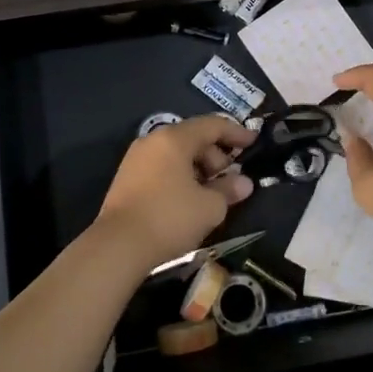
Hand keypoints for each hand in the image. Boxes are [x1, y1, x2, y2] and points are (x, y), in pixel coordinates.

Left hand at [96, 114, 255, 273]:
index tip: (254, 142)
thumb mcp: (209, 207)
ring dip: (198, 168)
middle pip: (193, 138)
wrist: (118, 246)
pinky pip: (161, 167)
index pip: (212, 125)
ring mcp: (136, 158)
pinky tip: (188, 199)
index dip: (236, 133)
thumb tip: (243, 183)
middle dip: (216, 155)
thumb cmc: (169, 218)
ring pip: (176, 153)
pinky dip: (180, 176)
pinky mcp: (126, 178)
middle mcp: (153, 140)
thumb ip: (229, 190)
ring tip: (211, 193)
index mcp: (174, 139)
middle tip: (230, 179)